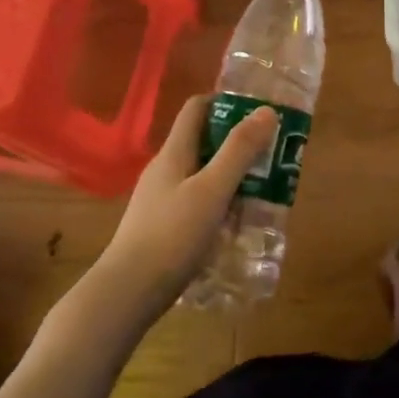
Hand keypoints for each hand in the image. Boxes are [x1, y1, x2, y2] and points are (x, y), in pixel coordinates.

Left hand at [94, 95, 277, 308]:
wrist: (126, 294)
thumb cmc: (171, 236)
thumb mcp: (212, 190)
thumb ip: (239, 151)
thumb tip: (267, 110)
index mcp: (174, 153)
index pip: (197, 108)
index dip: (226, 102)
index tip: (259, 111)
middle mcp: (165, 170)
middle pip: (203, 142)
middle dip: (237, 143)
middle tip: (272, 153)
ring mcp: (161, 200)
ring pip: (202, 174)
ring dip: (232, 175)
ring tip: (264, 188)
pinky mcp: (163, 228)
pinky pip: (197, 202)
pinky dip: (220, 203)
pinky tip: (237, 223)